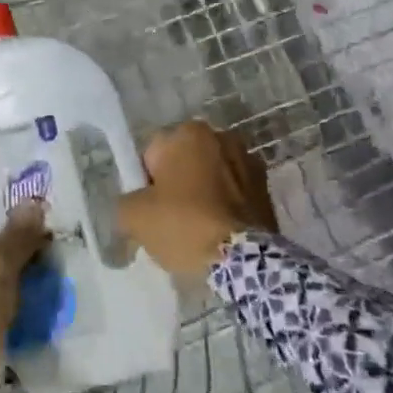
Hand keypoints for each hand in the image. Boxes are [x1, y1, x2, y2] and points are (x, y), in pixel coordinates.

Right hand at [117, 121, 277, 279]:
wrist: (244, 260)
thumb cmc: (184, 225)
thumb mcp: (134, 216)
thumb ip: (125, 202)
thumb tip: (134, 206)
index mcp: (189, 133)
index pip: (152, 154)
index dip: (146, 184)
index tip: (150, 210)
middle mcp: (222, 137)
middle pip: (183, 163)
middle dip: (176, 186)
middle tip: (170, 221)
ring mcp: (249, 162)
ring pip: (209, 178)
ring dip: (202, 195)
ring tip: (196, 231)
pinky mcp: (267, 189)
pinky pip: (232, 195)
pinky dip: (224, 208)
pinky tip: (218, 234)